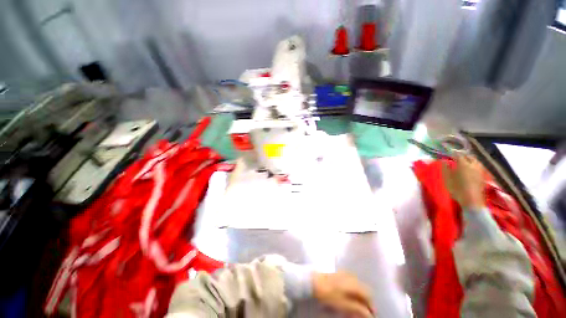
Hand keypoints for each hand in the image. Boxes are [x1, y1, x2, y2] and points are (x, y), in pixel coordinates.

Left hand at [313, 271, 374, 317]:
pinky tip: (348, 298)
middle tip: (362, 313)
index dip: (371, 307)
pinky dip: (352, 292)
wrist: (313, 281)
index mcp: (354, 283)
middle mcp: (351, 276)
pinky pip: (350, 283)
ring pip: (357, 287)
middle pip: (363, 290)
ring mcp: (345, 274)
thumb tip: (369, 314)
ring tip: (355, 307)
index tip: (370, 316)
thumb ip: (358, 309)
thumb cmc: (328, 294)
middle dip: (365, 302)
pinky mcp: (339, 274)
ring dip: (359, 297)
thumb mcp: (344, 304)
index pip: (368, 295)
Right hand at [442, 154, 484, 209]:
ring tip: (464, 162)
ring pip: (475, 161)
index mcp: (463, 164)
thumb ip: (445, 168)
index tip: (447, 153)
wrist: (472, 201)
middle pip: (469, 156)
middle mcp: (473, 165)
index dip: (452, 153)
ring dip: (470, 159)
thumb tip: (443, 161)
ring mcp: (479, 170)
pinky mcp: (482, 176)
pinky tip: (470, 168)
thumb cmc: (457, 189)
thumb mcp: (447, 179)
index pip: (458, 155)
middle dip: (463, 155)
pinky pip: (478, 166)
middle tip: (456, 157)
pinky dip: (474, 165)